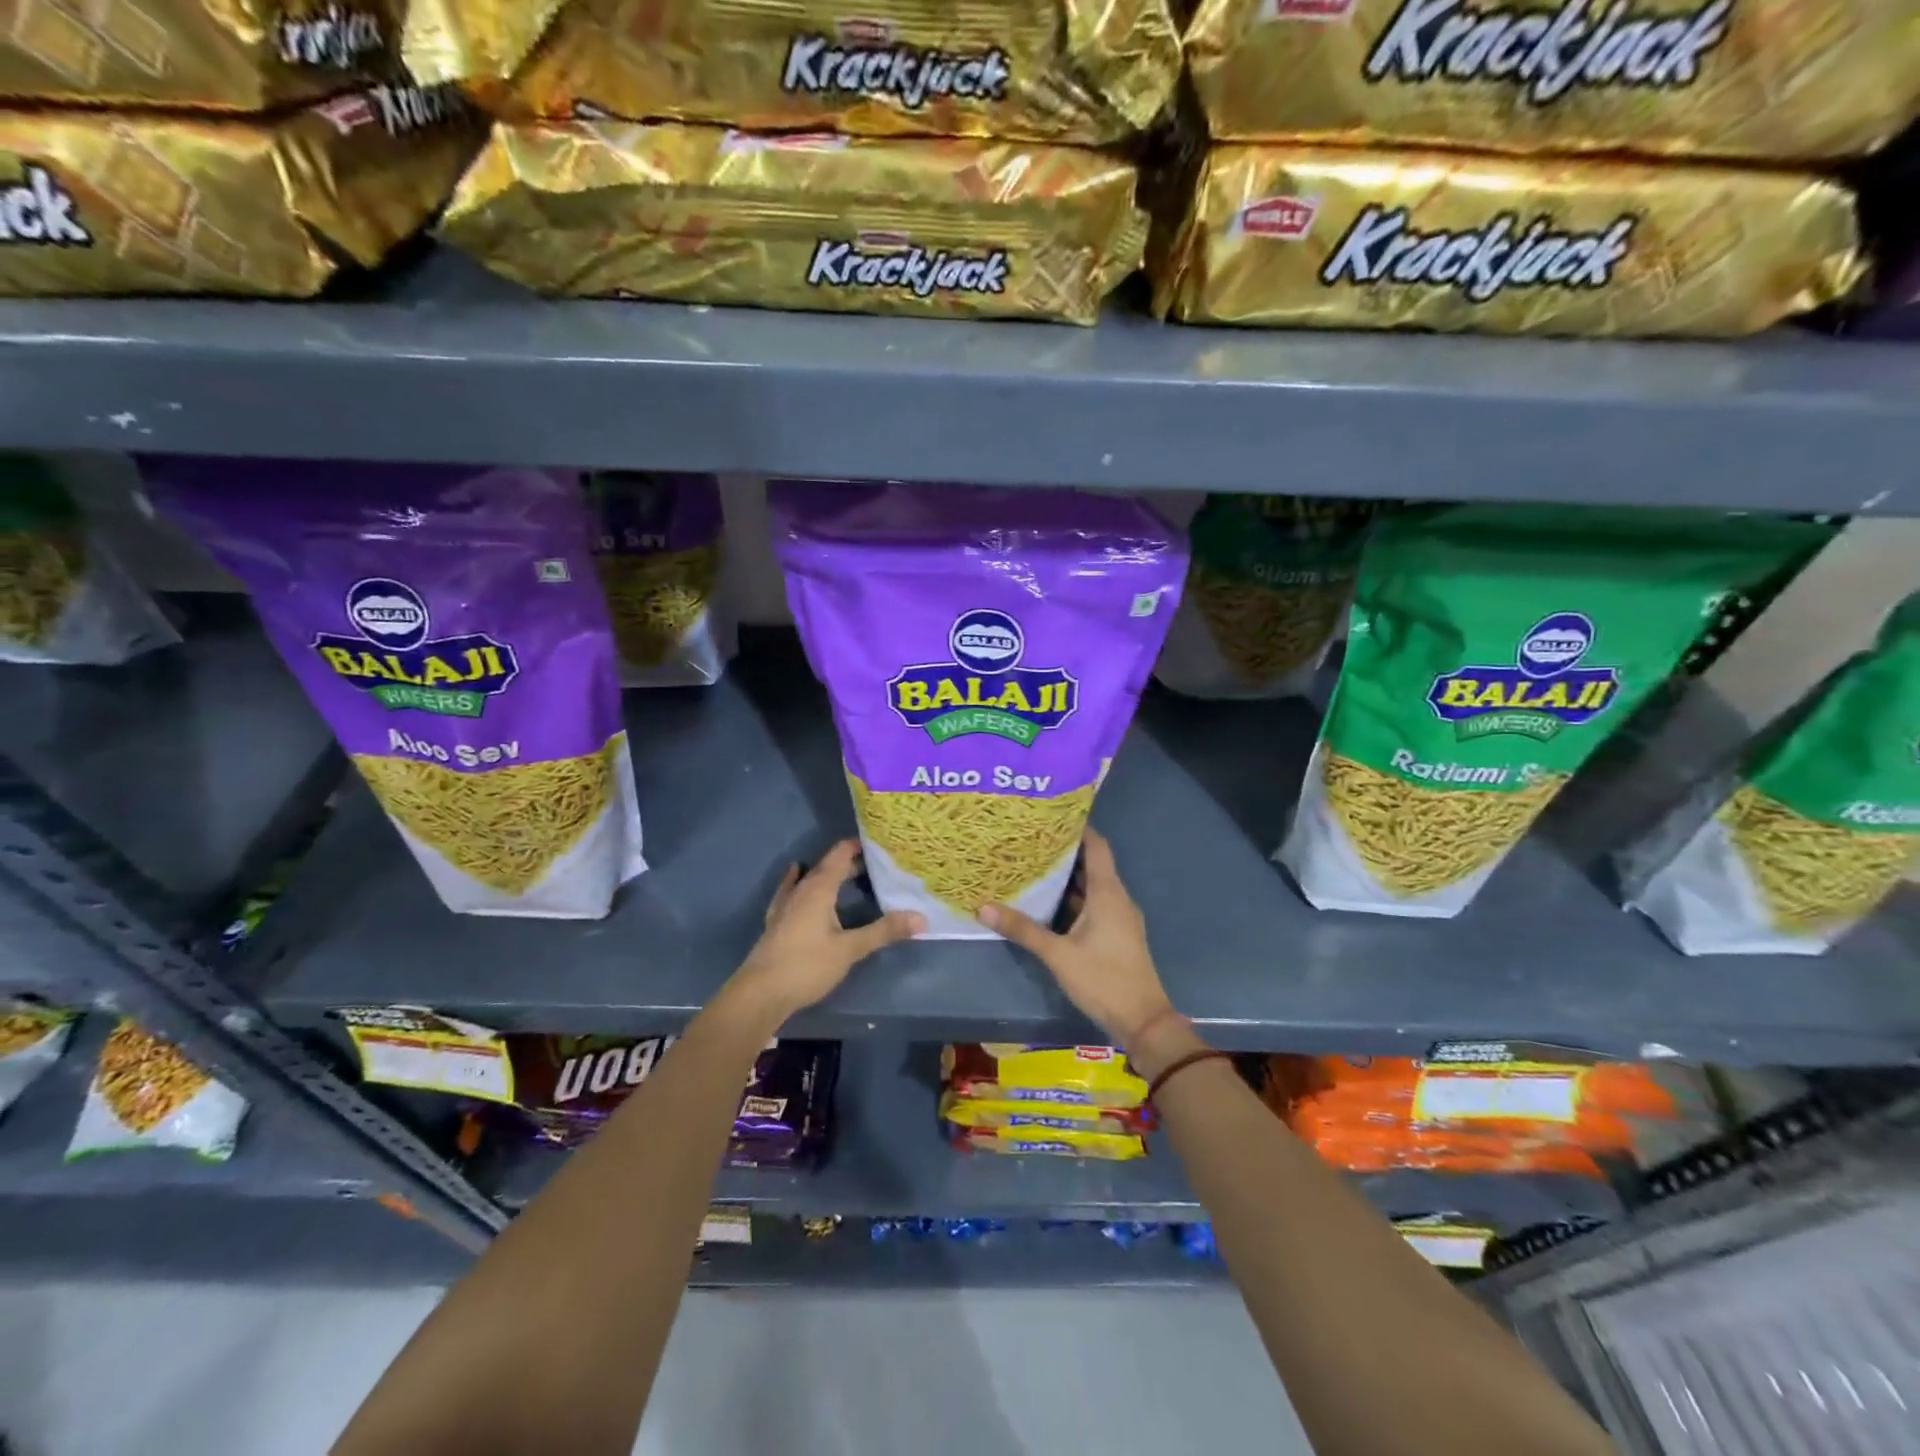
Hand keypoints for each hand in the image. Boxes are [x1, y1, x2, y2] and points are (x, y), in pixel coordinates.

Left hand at [731, 840, 923, 1020]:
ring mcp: (785, 905)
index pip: (840, 854)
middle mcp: (801, 890)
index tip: (881, 844)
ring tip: (848, 874)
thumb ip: (884, 931)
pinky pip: (792, 890)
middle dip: (850, 862)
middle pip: (827, 866)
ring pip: (810, 878)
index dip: (858, 846)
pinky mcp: (777, 920)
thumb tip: (921, 918)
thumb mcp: (850, 949)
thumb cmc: (807, 966)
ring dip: (829, 873)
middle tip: (877, 865)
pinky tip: (797, 876)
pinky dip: (801, 881)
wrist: (761, 993)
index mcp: (819, 889)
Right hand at [978, 828, 1172, 1046]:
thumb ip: (1023, 930)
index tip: (1050, 815)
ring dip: (1068, 876)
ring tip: (1034, 864)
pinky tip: (1049, 902)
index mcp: (1108, 893)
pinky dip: (1073, 898)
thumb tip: (983, 907)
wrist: (1142, 1021)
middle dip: (1064, 851)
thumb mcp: (1058, 955)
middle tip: (1031, 839)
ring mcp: (1119, 917)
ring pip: (1092, 886)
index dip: (1077, 828)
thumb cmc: (1103, 980)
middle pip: (1092, 863)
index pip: (1097, 846)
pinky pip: (1094, 904)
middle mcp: (1116, 898)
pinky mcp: (1116, 934)